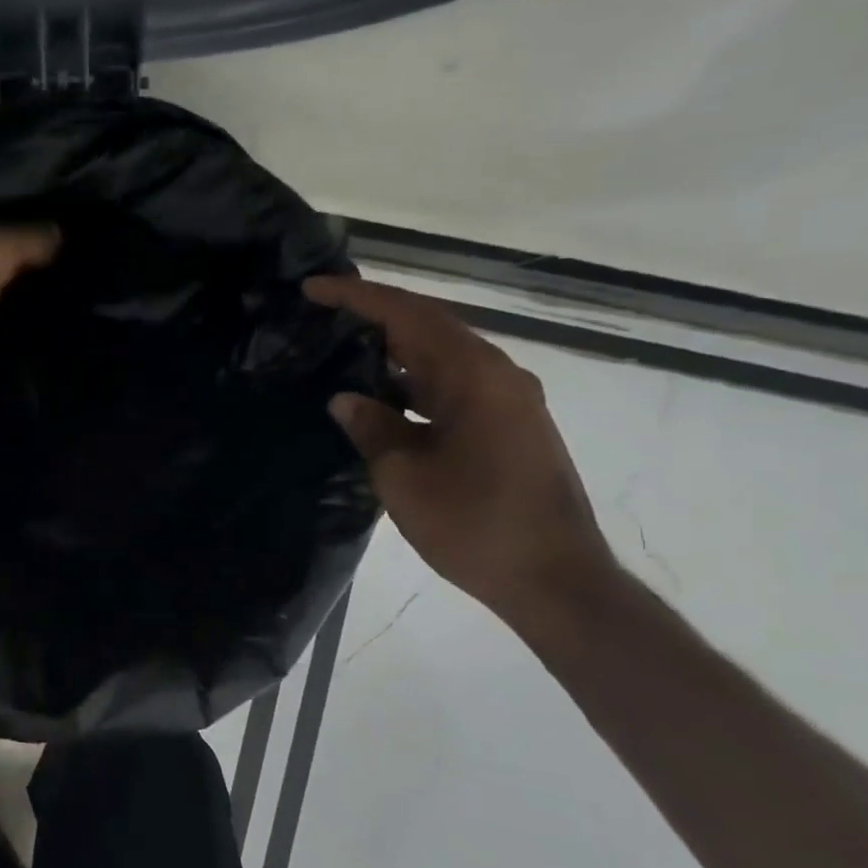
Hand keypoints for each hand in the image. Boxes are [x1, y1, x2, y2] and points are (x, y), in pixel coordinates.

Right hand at [304, 276, 619, 625]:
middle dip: (375, 315)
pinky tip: (383, 396)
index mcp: (473, 377)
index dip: (357, 298)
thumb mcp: (404, 477)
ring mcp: (509, 400)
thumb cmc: (474, 525)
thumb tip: (345, 399)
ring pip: (443, 356)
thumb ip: (372, 428)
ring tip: (344, 349)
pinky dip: (415, 381)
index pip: (407, 316)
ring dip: (395, 349)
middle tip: (323, 312)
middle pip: (429, 327)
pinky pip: (454, 385)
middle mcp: (497, 375)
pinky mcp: (510, 425)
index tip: (313, 288)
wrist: (554, 579)